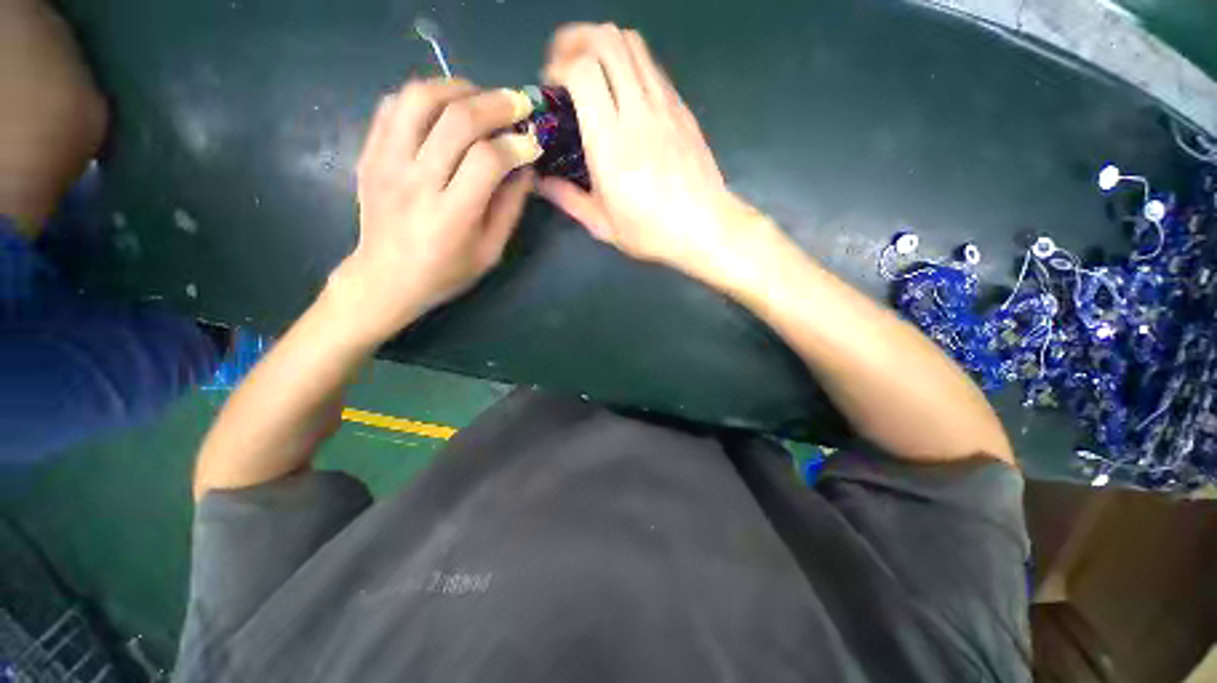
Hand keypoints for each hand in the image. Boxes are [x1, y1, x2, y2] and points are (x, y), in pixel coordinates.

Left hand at [326, 79, 541, 343]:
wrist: (386, 278)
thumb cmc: (446, 272)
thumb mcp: (491, 251)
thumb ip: (510, 207)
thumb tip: (525, 166)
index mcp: (451, 215)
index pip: (488, 160)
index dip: (517, 145)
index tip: (533, 143)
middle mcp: (416, 182)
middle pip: (457, 120)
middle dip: (497, 105)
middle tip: (519, 105)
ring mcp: (386, 162)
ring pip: (420, 98)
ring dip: (458, 88)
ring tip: (481, 98)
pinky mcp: (370, 153)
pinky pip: (394, 105)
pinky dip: (425, 96)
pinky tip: (445, 109)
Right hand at [538, 24, 773, 283]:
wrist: (705, 227)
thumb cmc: (651, 232)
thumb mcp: (602, 225)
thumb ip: (568, 198)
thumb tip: (540, 181)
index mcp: (611, 143)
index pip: (583, 69)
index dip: (560, 65)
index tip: (552, 87)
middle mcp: (638, 112)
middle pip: (607, 39)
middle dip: (577, 39)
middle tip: (564, 64)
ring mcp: (664, 105)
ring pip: (633, 44)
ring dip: (605, 45)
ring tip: (592, 70)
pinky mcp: (681, 108)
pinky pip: (652, 67)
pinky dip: (630, 64)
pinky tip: (624, 92)